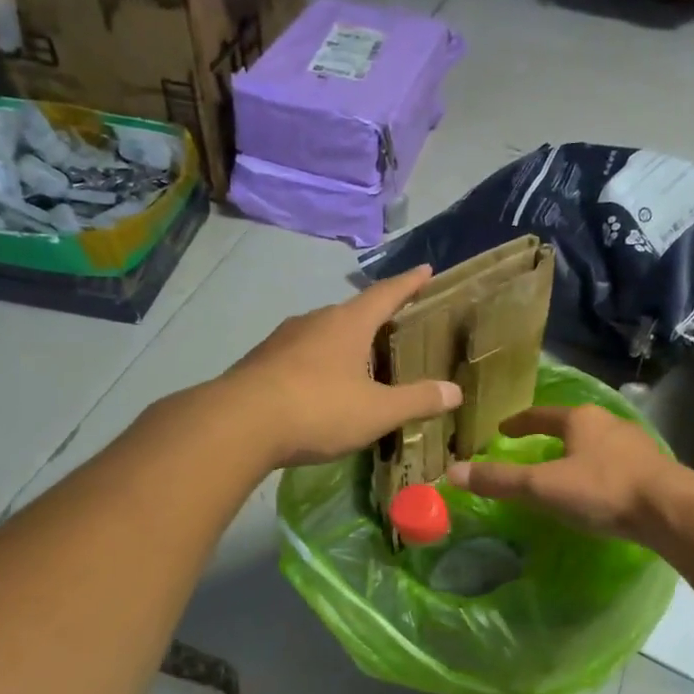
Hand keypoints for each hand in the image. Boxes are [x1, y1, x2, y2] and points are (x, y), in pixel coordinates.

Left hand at [219, 265, 461, 467]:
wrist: (238, 424)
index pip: (386, 294)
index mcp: (348, 323)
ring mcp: (283, 339)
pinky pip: (300, 355)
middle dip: (375, 318)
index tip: (426, 269)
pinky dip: (319, 364)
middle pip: (353, 312)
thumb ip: (417, 400)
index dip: (409, 283)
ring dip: (344, 343)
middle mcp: (315, 320)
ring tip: (360, 362)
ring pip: (323, 333)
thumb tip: (455, 391)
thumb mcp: (377, 411)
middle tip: (395, 328)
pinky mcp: (261, 361)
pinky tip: (321, 387)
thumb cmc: (318, 409)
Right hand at [445, 403, 693, 544]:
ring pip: (597, 443)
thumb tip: (451, 472)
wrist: (671, 510)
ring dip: (579, 453)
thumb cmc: (602, 490)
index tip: (502, 430)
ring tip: (565, 469)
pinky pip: (617, 463)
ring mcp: (635, 443)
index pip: (540, 415)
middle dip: (552, 436)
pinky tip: (599, 488)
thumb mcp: (543, 487)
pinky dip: (600, 470)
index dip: (519, 423)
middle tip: (532, 449)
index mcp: (580, 420)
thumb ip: (500, 481)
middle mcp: (608, 423)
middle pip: (572, 425)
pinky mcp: (654, 467)